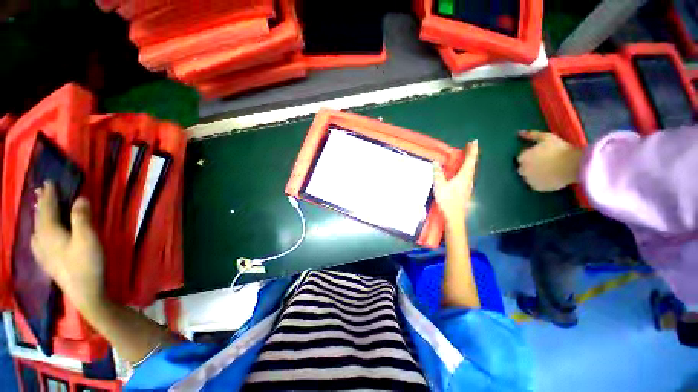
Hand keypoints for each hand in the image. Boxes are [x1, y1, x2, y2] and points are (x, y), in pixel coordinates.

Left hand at [31, 182, 105, 312]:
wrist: (84, 292)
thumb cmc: (87, 263)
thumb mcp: (88, 238)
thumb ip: (82, 217)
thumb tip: (80, 197)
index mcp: (50, 231)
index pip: (48, 207)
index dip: (49, 194)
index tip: (49, 181)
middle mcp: (41, 239)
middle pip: (39, 216)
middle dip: (41, 202)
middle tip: (40, 190)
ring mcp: (42, 251)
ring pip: (36, 227)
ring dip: (38, 215)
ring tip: (38, 207)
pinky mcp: (46, 260)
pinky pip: (37, 238)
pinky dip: (37, 229)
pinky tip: (37, 233)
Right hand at [433, 141, 477, 227]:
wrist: (454, 215)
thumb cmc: (447, 199)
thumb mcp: (440, 185)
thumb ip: (438, 173)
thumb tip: (436, 162)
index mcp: (464, 176)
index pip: (470, 160)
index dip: (472, 150)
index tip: (474, 141)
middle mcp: (469, 179)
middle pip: (472, 164)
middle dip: (471, 154)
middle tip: (470, 146)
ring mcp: (468, 185)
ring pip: (470, 170)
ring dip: (469, 162)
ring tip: (466, 157)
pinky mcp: (466, 190)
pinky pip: (467, 176)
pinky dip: (466, 169)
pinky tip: (462, 172)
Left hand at [517, 130, 582, 191]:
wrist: (575, 165)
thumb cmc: (561, 149)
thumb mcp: (547, 138)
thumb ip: (532, 135)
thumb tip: (519, 132)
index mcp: (522, 157)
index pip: (521, 157)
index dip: (531, 156)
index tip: (541, 155)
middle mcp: (522, 169)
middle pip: (523, 168)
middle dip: (530, 166)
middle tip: (545, 163)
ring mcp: (529, 179)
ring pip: (529, 177)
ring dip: (534, 174)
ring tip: (549, 171)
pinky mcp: (536, 188)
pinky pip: (535, 185)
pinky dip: (540, 182)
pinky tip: (550, 178)